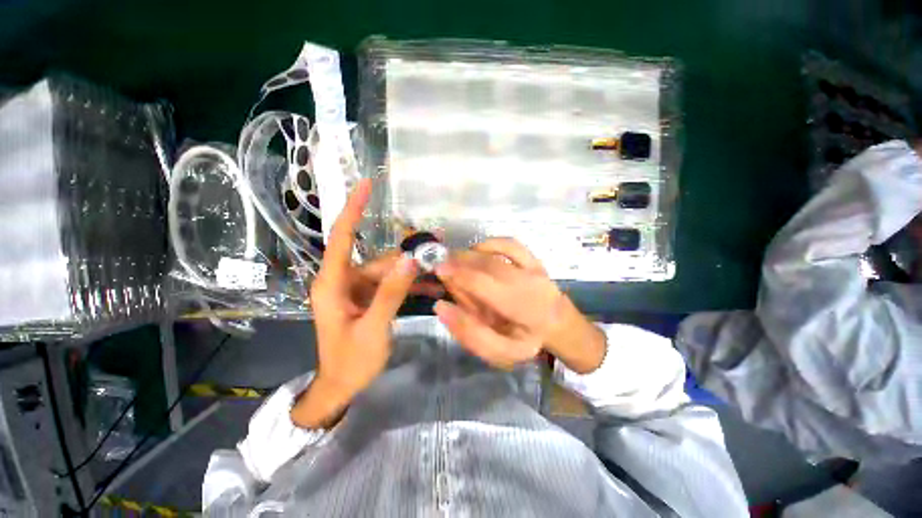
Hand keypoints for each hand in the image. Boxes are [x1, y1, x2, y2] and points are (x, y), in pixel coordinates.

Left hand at [291, 179, 418, 428]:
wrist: (341, 386)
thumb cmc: (350, 361)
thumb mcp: (373, 328)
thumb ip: (391, 293)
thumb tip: (410, 260)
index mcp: (333, 283)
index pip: (341, 237)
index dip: (353, 209)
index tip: (366, 185)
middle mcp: (344, 280)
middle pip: (378, 259)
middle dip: (407, 254)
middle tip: (437, 245)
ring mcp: (357, 290)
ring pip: (389, 272)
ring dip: (413, 272)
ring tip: (440, 270)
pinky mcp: (368, 298)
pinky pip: (391, 285)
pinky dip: (409, 285)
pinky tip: (430, 287)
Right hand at [434, 238, 605, 372]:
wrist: (557, 324)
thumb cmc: (526, 340)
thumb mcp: (500, 352)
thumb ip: (469, 333)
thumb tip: (441, 307)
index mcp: (524, 310)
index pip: (484, 284)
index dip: (458, 274)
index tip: (437, 270)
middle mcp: (531, 284)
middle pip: (487, 266)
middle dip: (459, 263)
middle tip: (442, 267)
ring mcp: (535, 268)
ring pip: (495, 255)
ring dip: (469, 255)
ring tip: (455, 262)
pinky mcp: (534, 259)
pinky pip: (510, 244)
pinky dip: (489, 244)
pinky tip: (477, 251)